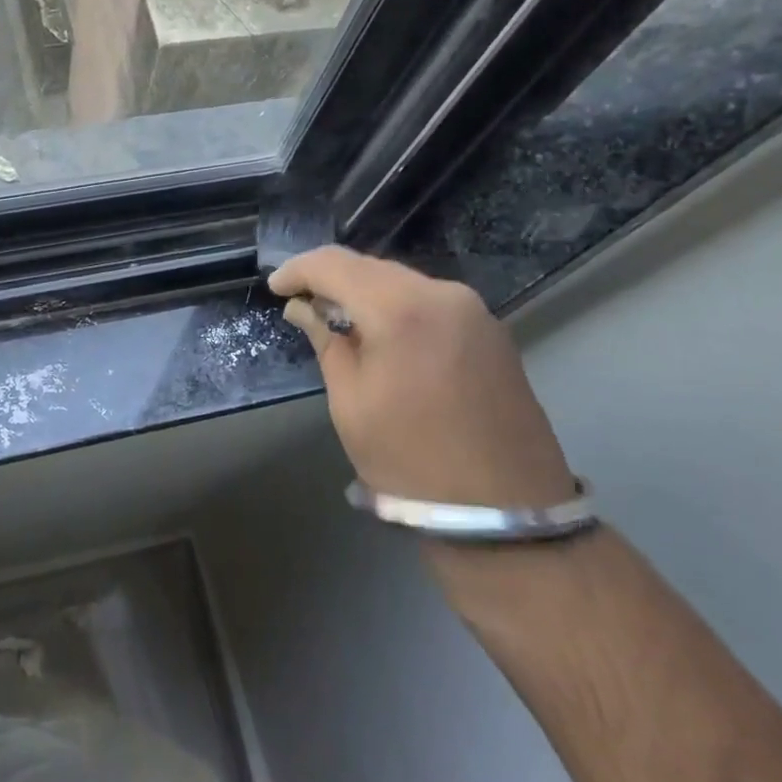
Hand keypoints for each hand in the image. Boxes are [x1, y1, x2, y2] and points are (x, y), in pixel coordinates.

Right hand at [269, 248, 573, 509]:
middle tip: (301, 302)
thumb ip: (327, 342)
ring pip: (402, 281)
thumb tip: (303, 308)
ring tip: (336, 318)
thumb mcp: (351, 404)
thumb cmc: (412, 462)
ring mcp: (474, 310)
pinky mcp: (492, 331)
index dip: (299, 270)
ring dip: (365, 292)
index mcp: (401, 310)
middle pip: (371, 267)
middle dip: (331, 279)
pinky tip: (381, 332)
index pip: (335, 264)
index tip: (275, 287)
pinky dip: (397, 306)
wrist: (507, 516)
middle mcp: (443, 294)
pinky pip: (430, 301)